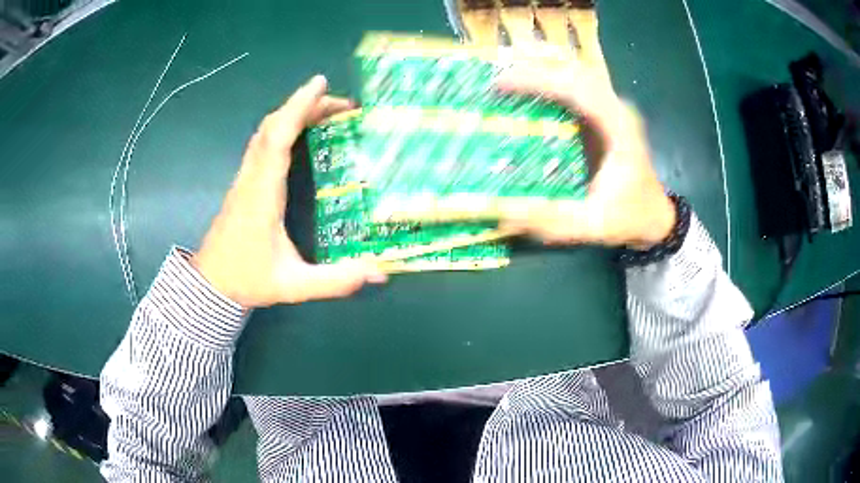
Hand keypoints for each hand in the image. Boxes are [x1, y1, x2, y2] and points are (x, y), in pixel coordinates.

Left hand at [192, 75, 386, 308]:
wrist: (211, 284)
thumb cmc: (248, 279)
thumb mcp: (294, 285)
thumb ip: (336, 281)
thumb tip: (379, 273)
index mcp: (262, 194)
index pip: (277, 139)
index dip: (298, 107)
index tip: (320, 84)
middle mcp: (251, 178)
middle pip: (273, 126)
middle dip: (307, 106)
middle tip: (344, 105)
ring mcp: (245, 178)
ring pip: (266, 132)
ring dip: (294, 114)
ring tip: (328, 113)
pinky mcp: (244, 182)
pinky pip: (263, 143)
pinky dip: (284, 128)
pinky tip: (302, 133)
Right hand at [496, 59, 675, 249]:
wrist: (653, 216)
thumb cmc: (627, 218)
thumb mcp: (591, 225)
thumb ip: (552, 219)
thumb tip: (503, 212)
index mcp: (619, 130)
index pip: (579, 90)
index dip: (539, 80)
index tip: (503, 83)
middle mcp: (618, 110)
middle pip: (576, 71)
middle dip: (536, 65)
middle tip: (497, 72)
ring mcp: (613, 108)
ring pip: (578, 71)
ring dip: (544, 64)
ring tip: (509, 65)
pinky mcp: (605, 113)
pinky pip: (578, 83)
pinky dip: (553, 75)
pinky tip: (530, 76)